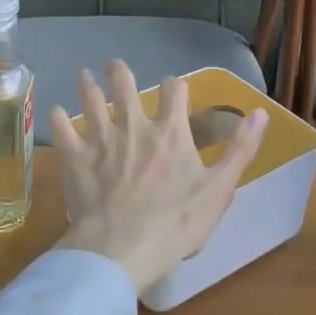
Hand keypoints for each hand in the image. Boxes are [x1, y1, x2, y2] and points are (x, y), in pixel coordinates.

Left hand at [51, 63, 268, 296]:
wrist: (123, 249)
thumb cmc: (177, 223)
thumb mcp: (220, 189)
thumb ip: (240, 149)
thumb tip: (260, 112)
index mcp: (170, 133)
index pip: (175, 92)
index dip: (176, 87)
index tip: (174, 87)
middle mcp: (134, 128)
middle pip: (125, 88)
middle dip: (120, 74)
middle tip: (114, 66)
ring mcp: (102, 141)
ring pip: (92, 103)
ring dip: (88, 87)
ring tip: (84, 75)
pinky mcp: (76, 160)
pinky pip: (64, 133)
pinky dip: (59, 120)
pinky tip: (55, 111)